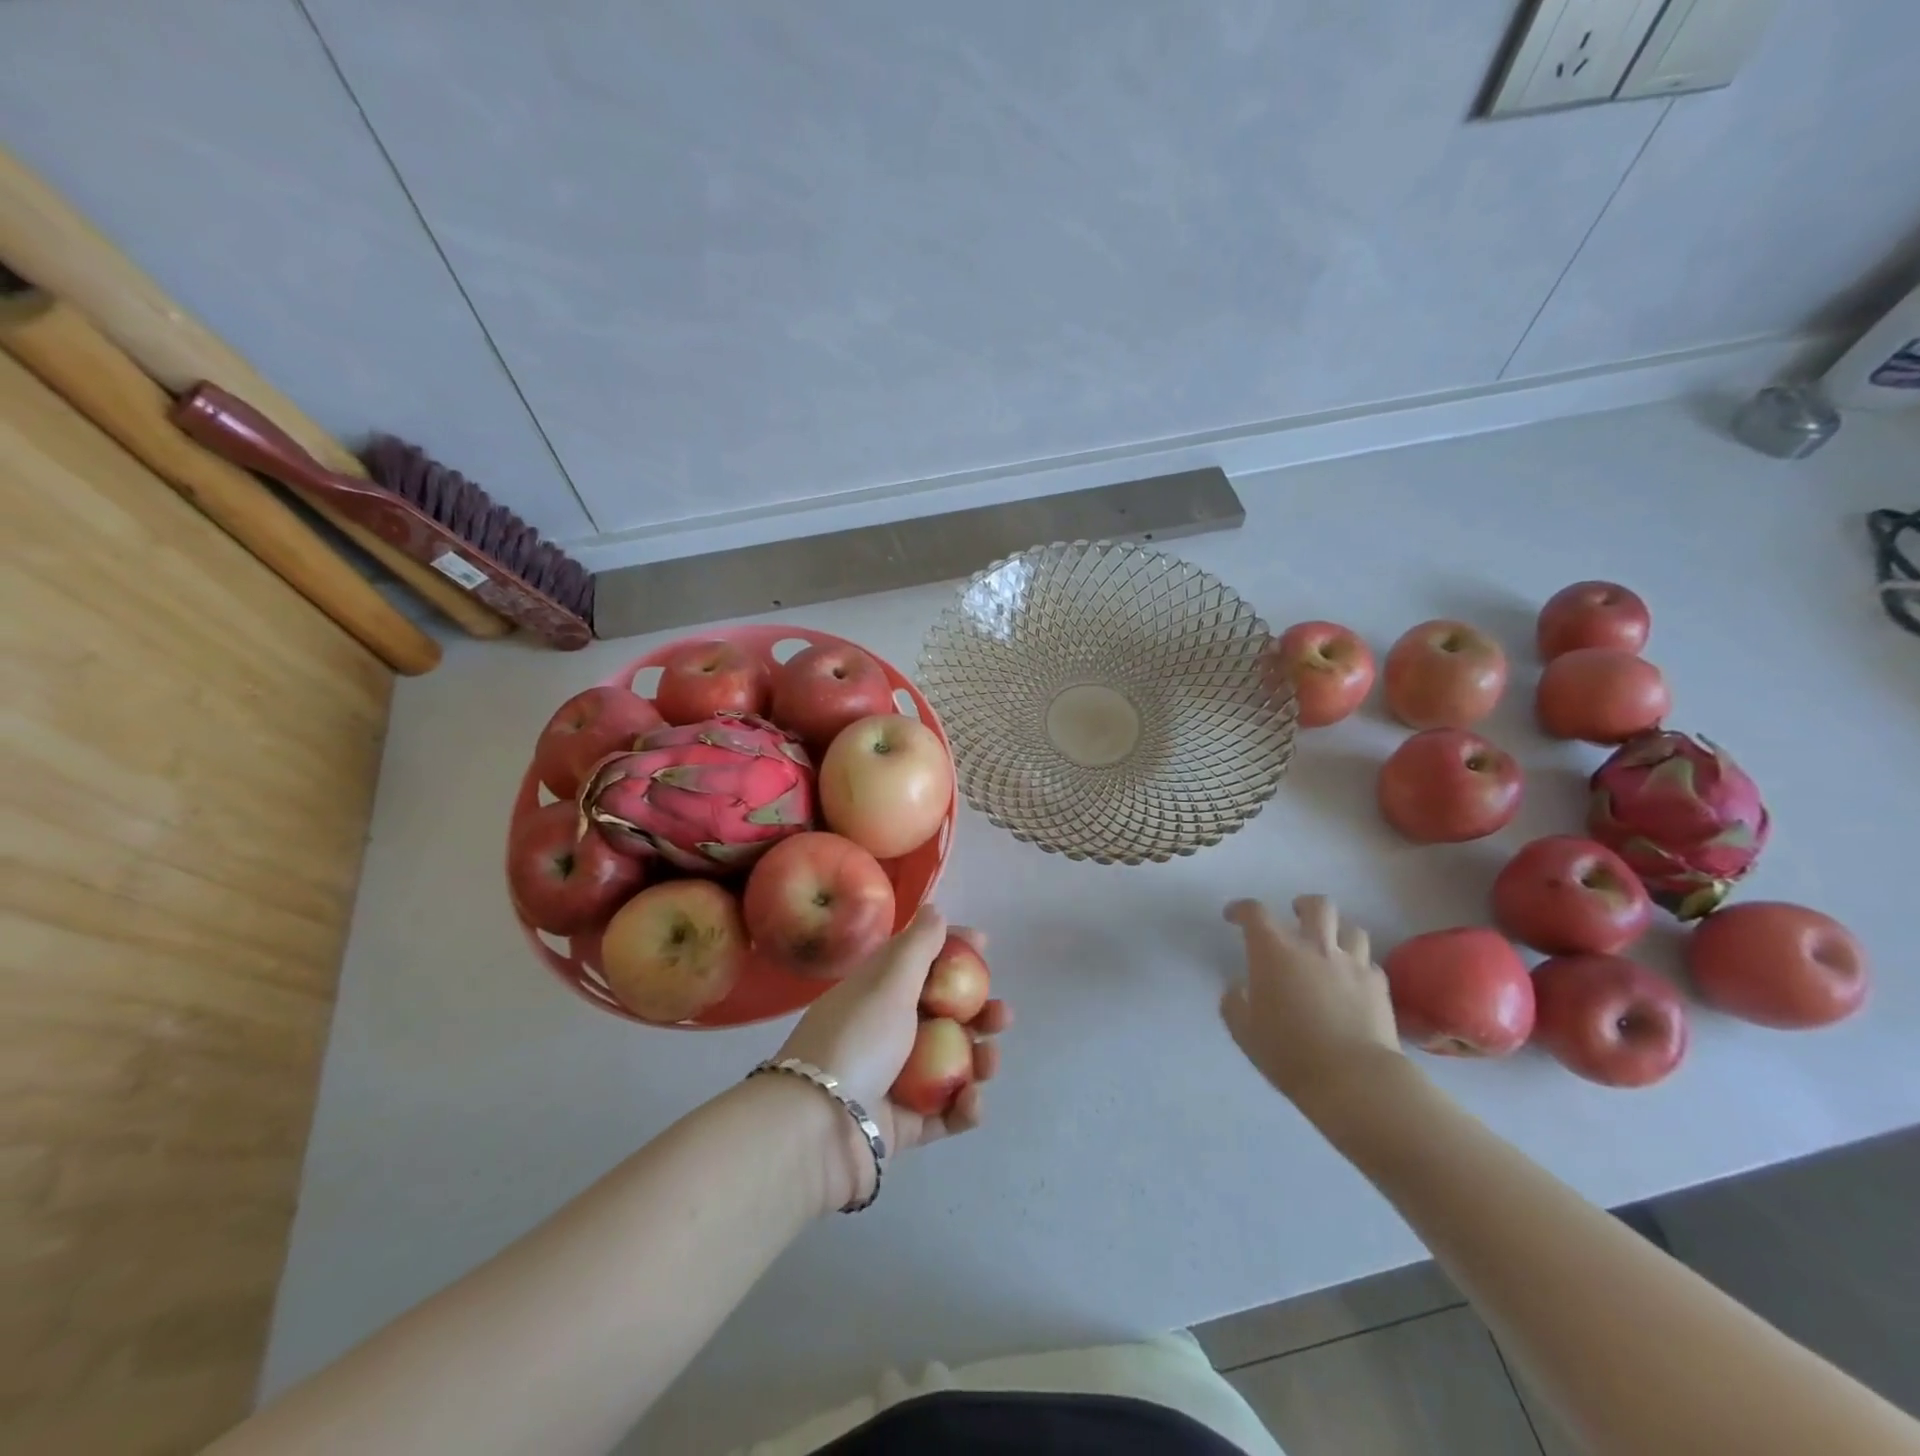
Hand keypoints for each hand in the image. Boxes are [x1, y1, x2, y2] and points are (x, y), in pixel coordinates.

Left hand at [776, 906, 1010, 1203]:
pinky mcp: (903, 1125)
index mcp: (877, 994)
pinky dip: (963, 1107)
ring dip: (977, 1059)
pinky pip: (944, 1113)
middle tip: (1001, 1014)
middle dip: (977, 1012)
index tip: (983, 945)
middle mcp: (886, 1032)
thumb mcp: (888, 983)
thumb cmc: (857, 1040)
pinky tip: (971, 1101)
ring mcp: (895, 1081)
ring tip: (991, 1061)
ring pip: (950, 1063)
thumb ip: (917, 946)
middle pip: (942, 1016)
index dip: (951, 950)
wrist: (817, 1129)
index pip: (919, 963)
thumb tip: (934, 909)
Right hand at [1221, 895, 1401, 1119]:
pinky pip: (1370, 963)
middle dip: (1303, 905)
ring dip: (1338, 932)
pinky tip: (1353, 981)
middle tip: (1296, 917)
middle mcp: (1314, 947)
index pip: (1254, 913)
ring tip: (1330, 947)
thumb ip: (1235, 1002)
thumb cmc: (1289, 1053)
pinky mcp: (1379, 986)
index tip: (1233, 917)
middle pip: (1316, 905)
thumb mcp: (1244, 1031)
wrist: (1354, 1080)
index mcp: (1274, 952)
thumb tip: (1239, 987)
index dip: (1241, 909)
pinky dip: (1359, 965)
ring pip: (1352, 928)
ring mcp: (1352, 964)